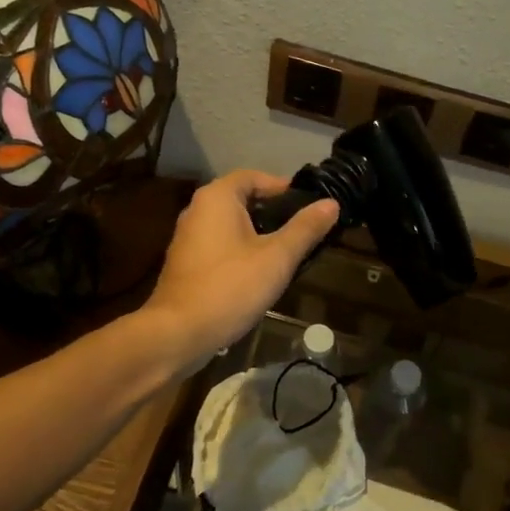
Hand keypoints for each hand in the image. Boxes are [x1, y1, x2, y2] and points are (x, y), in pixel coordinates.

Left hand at [144, 171, 341, 372]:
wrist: (178, 333)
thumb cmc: (230, 287)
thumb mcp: (277, 257)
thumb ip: (305, 228)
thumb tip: (331, 203)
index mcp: (217, 198)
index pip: (253, 176)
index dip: (282, 187)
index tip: (308, 204)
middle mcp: (197, 210)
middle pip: (241, 199)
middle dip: (272, 212)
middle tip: (303, 229)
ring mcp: (187, 238)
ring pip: (230, 225)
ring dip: (257, 233)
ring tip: (287, 252)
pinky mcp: (185, 264)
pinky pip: (219, 245)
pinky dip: (240, 250)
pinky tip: (259, 273)